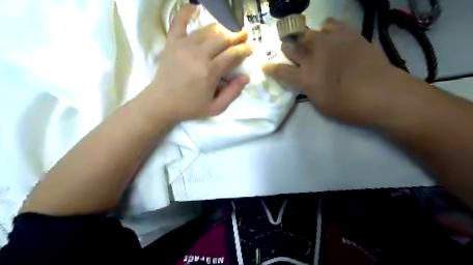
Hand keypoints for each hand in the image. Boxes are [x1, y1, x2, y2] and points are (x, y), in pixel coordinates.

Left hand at [140, 5, 252, 122]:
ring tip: (229, 29)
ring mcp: (183, 46)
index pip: (232, 55)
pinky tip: (195, 7)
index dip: (244, 49)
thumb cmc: (190, 107)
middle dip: (237, 35)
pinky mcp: (172, 42)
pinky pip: (179, 22)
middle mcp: (198, 55)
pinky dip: (186, 12)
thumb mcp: (216, 108)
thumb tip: (246, 77)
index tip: (251, 47)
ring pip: (207, 30)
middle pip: (223, 39)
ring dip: (221, 28)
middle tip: (245, 34)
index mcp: (210, 72)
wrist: (161, 103)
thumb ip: (232, 93)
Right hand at [260, 19, 408, 125]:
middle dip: (287, 49)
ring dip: (304, 39)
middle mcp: (313, 57)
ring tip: (309, 44)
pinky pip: (330, 24)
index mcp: (305, 77)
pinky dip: (325, 29)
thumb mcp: (320, 104)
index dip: (271, 69)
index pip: (281, 71)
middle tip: (290, 52)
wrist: (382, 94)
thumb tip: (303, 79)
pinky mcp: (348, 35)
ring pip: (308, 33)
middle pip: (292, 47)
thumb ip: (308, 89)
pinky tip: (328, 35)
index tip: (265, 66)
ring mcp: (330, 43)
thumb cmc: (348, 107)